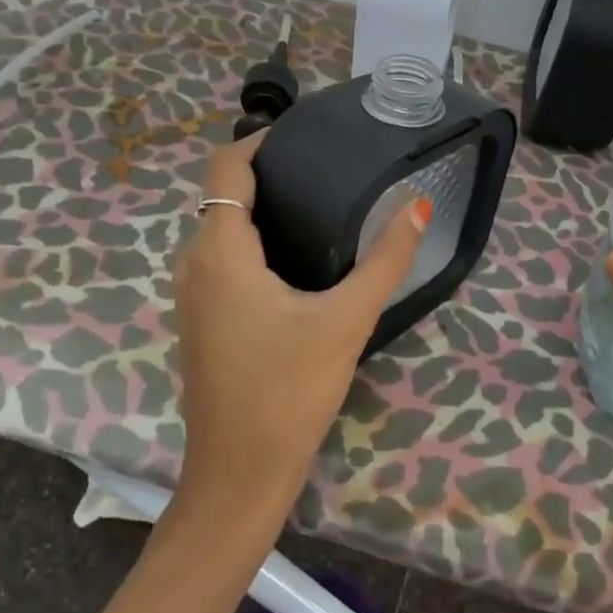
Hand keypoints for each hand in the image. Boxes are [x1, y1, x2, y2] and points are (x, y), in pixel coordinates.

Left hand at [172, 132, 430, 520]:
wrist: (239, 474)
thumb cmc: (289, 391)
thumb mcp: (346, 321)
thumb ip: (386, 260)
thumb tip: (419, 206)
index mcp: (220, 252)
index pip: (227, 167)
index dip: (262, 141)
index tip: (309, 138)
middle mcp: (195, 264)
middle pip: (224, 195)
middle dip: (270, 174)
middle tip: (328, 170)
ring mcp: (193, 296)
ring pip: (222, 231)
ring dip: (263, 211)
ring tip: (321, 206)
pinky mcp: (202, 321)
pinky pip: (222, 261)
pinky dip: (254, 244)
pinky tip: (299, 261)